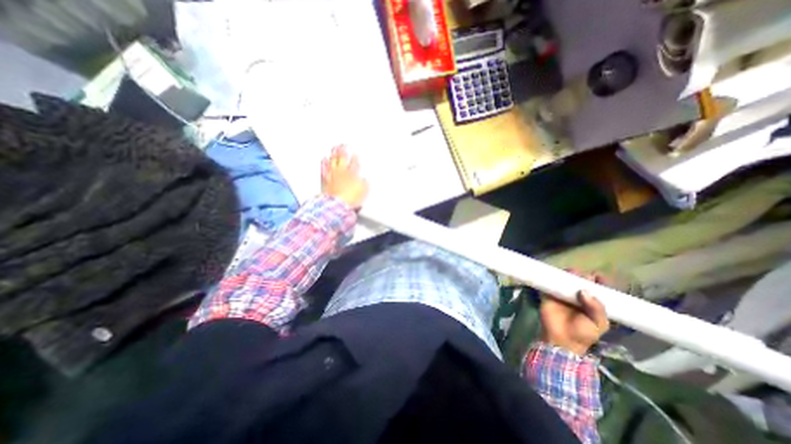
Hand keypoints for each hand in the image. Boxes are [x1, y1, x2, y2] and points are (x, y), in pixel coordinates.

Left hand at [320, 144, 369, 208]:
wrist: (337, 204)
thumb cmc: (351, 198)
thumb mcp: (363, 191)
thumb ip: (364, 184)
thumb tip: (364, 180)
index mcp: (353, 174)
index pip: (355, 163)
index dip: (355, 157)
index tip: (355, 153)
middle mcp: (342, 172)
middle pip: (342, 158)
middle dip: (343, 150)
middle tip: (343, 144)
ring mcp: (332, 175)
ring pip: (333, 161)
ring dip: (333, 154)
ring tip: (334, 148)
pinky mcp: (325, 180)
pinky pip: (324, 169)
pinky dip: (324, 163)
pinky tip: (323, 159)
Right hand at [537, 272, 610, 354]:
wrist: (561, 340)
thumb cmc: (583, 333)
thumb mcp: (598, 324)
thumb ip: (597, 308)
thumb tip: (584, 290)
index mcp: (593, 303)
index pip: (598, 289)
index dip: (600, 281)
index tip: (598, 275)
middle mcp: (578, 296)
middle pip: (581, 281)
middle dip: (582, 275)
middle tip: (583, 275)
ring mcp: (562, 294)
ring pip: (565, 280)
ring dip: (567, 274)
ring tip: (570, 273)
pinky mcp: (549, 294)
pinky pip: (549, 283)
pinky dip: (550, 277)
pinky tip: (553, 274)